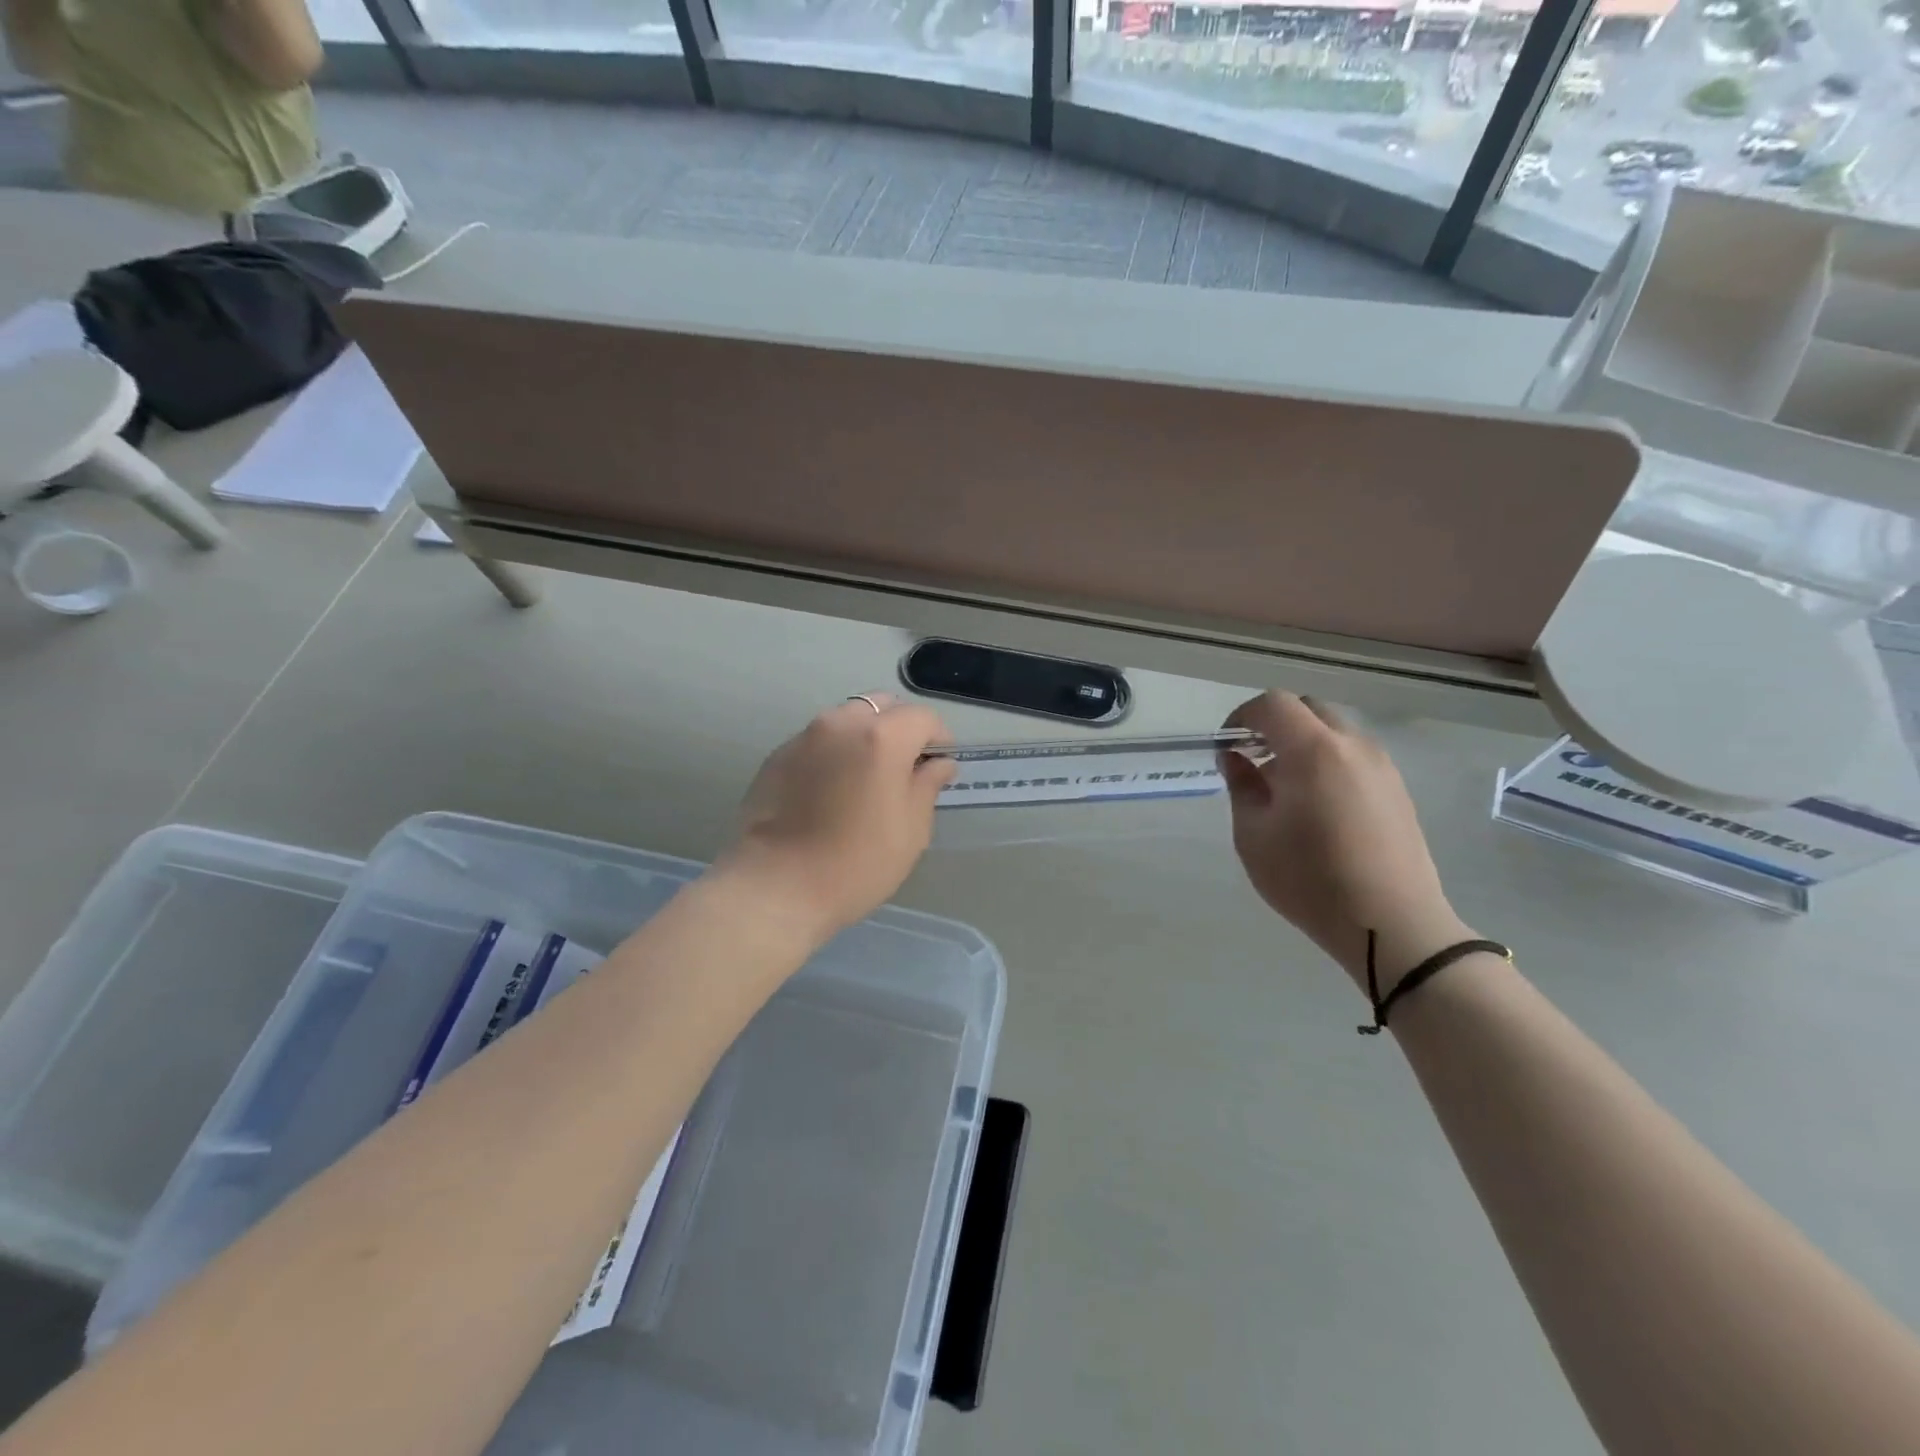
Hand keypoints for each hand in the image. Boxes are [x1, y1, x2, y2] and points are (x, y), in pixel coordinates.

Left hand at [720, 695, 955, 940]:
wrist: (773, 888)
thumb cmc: (855, 864)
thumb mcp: (910, 831)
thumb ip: (927, 786)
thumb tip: (937, 764)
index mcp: (881, 737)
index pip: (923, 718)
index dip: (939, 740)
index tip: (938, 769)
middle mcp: (841, 724)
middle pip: (882, 707)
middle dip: (900, 730)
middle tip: (903, 771)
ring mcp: (804, 737)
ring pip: (846, 720)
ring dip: (864, 738)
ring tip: (864, 781)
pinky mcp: (777, 756)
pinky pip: (817, 741)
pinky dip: (834, 754)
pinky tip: (829, 793)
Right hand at [1220, 692, 1470, 991]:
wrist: (1391, 925)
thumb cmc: (1310, 880)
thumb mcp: (1254, 835)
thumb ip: (1242, 786)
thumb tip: (1236, 758)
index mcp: (1313, 751)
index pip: (1273, 705)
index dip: (1242, 717)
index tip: (1226, 747)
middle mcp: (1353, 746)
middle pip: (1307, 709)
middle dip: (1273, 724)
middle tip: (1252, 759)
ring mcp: (1382, 766)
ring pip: (1334, 731)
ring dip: (1302, 742)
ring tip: (1282, 787)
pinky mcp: (1397, 789)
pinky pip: (1353, 755)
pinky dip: (1326, 761)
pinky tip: (1315, 805)